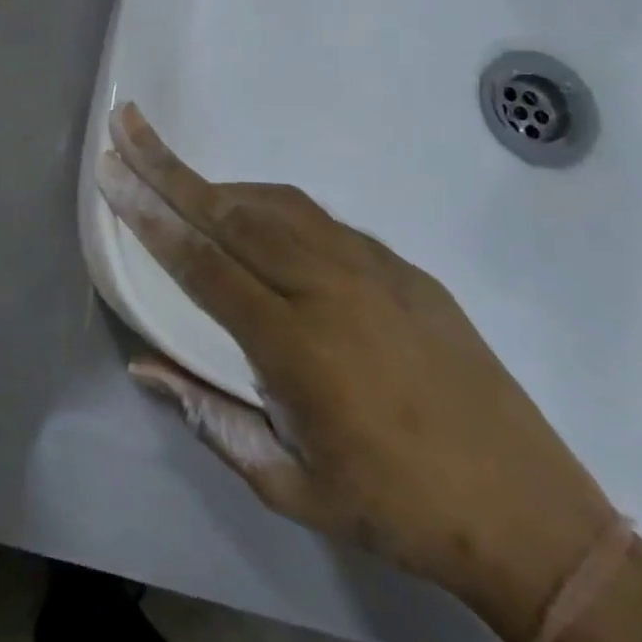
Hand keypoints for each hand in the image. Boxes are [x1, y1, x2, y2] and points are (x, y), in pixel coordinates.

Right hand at [97, 103, 618, 641]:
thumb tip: (143, 365)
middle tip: (127, 127)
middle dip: (169, 168)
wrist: (529, 514)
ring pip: (278, 205)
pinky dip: (273, 205)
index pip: (203, 263)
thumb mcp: (288, 486)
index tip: (112, 175)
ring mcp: (374, 270)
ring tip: (177, 173)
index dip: (151, 216)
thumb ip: (209, 418)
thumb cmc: (395, 509)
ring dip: (219, 183)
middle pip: (232, 212)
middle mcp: (330, 288)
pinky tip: (255, 214)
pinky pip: (321, 220)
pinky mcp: (405, 269)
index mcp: (296, 345)